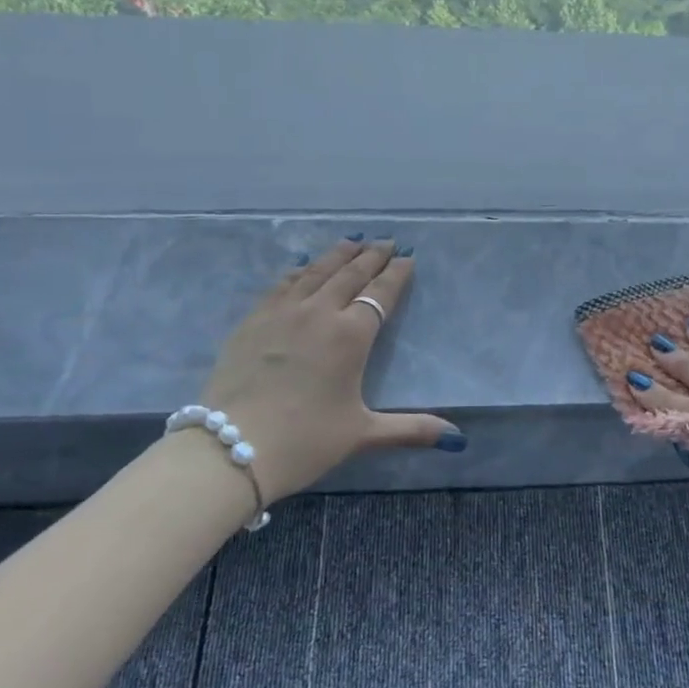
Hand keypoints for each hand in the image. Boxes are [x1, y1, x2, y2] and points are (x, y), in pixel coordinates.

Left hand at [201, 238, 462, 503]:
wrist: (232, 446)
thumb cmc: (305, 440)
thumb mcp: (363, 434)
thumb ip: (411, 429)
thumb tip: (457, 439)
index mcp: (351, 335)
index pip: (381, 293)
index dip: (397, 274)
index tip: (407, 257)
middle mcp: (320, 312)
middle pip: (351, 274)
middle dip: (372, 255)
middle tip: (385, 241)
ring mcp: (282, 312)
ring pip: (316, 272)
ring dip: (338, 254)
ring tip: (352, 241)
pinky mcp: (253, 320)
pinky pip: (282, 284)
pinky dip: (299, 270)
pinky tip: (302, 266)